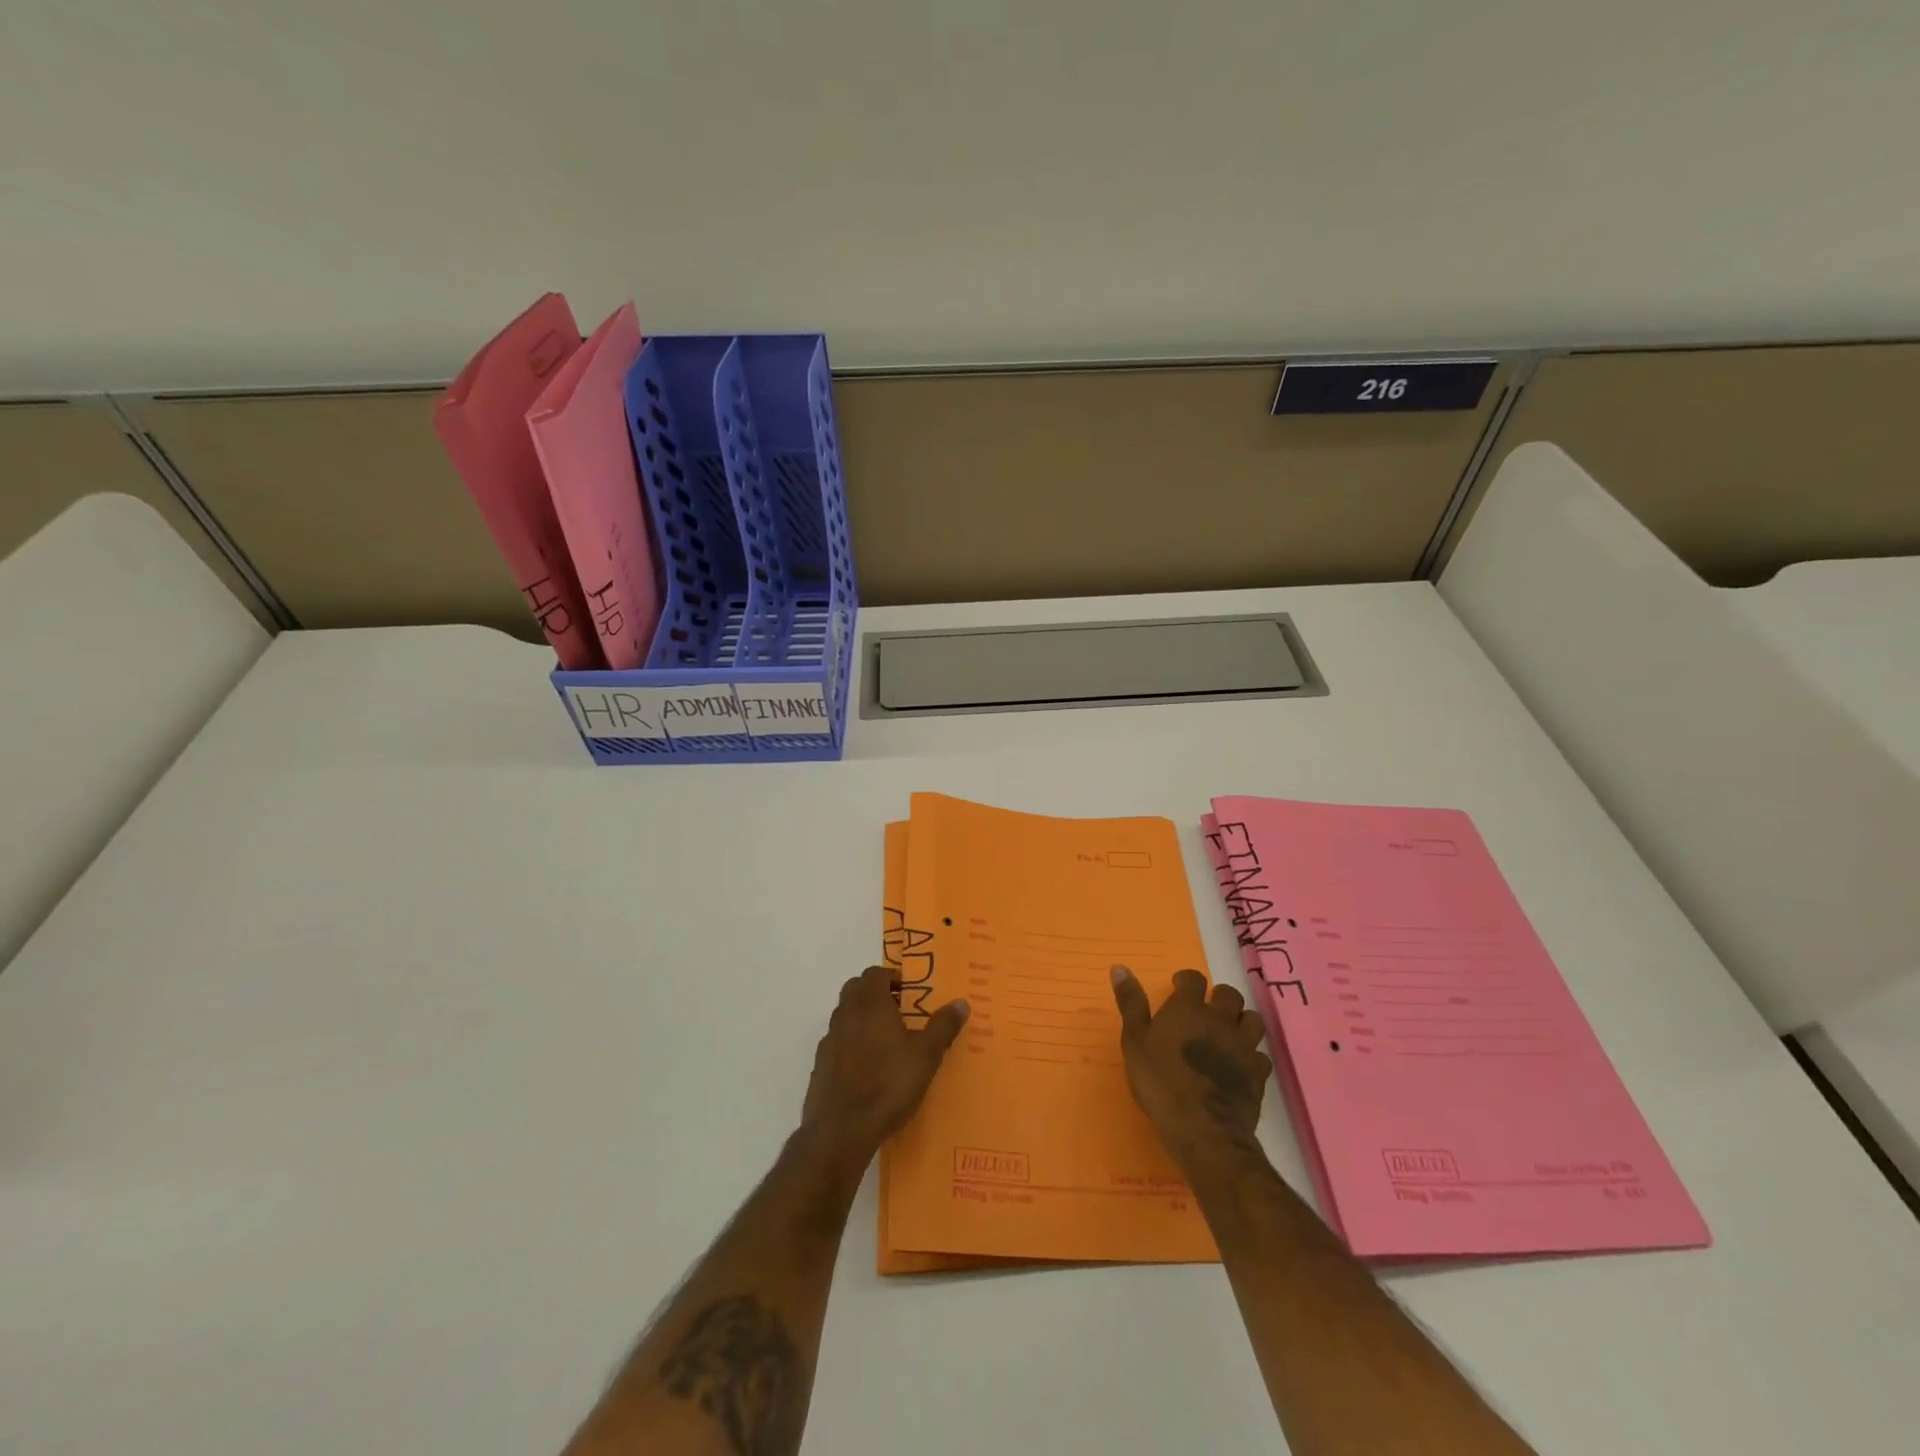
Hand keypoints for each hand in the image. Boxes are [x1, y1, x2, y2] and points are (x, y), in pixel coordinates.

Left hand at [801, 965, 968, 1159]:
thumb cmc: (888, 1084)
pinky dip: (849, 1044)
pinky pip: (836, 1042)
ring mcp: (829, 1040)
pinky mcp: (820, 1065)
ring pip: (844, 1015)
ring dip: (861, 1018)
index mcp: (870, 1004)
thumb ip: (943, 1026)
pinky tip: (866, 1068)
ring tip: (884, 1041)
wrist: (842, 1130)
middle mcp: (846, 1014)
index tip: (908, 993)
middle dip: (874, 993)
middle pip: (855, 989)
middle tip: (898, 1011)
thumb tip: (961, 1002)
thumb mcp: (926, 1056)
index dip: (891, 978)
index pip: (875, 973)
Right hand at [1111, 965, 1271, 1166]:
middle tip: (1205, 1011)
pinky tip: (1240, 1064)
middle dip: (1218, 997)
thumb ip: (1130, 1003)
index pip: (1194, 979)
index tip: (1178, 988)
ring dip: (1241, 1021)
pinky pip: (1261, 1054)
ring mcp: (1243, 1046)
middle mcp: (1220, 1020)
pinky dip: (1252, 1055)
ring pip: (1252, 1019)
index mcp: (1189, 1008)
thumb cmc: (1160, 1082)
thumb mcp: (1134, 1041)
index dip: (1186, 980)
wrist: (1202, 1129)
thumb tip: (1119, 967)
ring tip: (1228, 1032)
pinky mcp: (1258, 1073)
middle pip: (1229, 995)